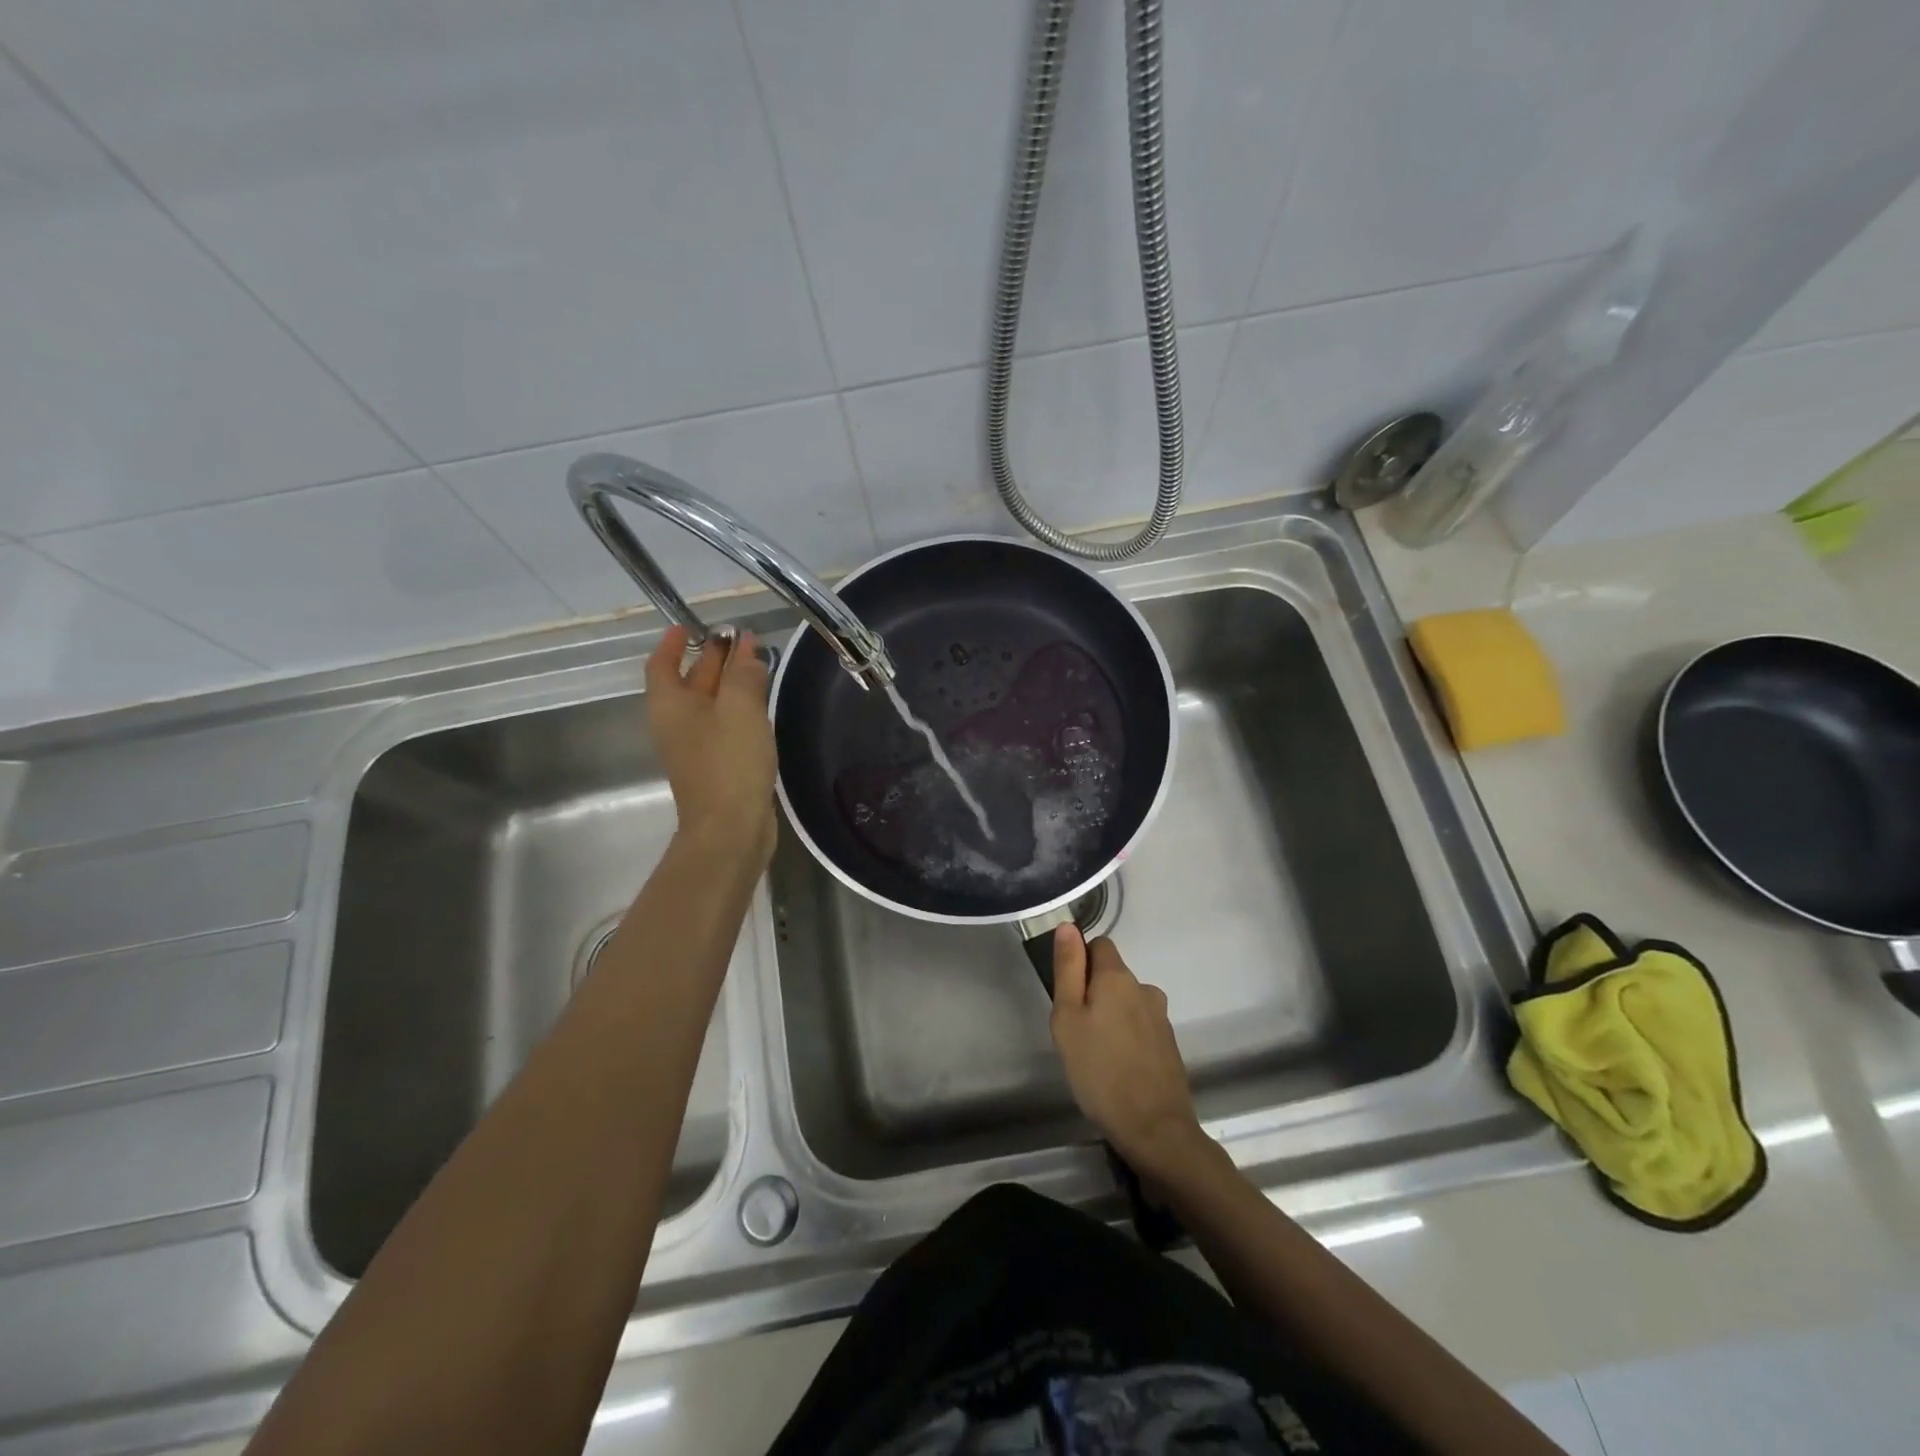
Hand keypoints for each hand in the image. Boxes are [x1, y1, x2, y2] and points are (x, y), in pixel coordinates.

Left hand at [646, 625, 777, 865]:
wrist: (730, 829)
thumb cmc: (729, 762)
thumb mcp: (740, 708)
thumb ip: (744, 674)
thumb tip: (747, 650)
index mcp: (670, 705)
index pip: (662, 664)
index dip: (673, 642)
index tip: (689, 625)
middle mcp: (677, 723)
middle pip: (688, 681)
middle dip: (711, 658)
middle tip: (739, 638)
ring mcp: (696, 747)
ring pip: (709, 704)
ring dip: (728, 683)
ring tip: (756, 664)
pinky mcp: (717, 766)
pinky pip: (724, 725)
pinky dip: (738, 708)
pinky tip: (760, 705)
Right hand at [1048, 927, 1203, 1175]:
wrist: (1154, 1128)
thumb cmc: (1099, 1070)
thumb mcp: (1068, 1018)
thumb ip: (1068, 969)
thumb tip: (1068, 926)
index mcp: (1118, 977)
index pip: (1099, 945)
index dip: (1079, 962)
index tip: (1068, 995)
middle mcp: (1145, 988)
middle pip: (1113, 975)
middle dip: (1093, 993)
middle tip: (1076, 1032)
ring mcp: (1161, 1017)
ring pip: (1127, 1002)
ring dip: (1111, 1016)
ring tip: (1097, 1054)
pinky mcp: (1169, 1044)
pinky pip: (1141, 1026)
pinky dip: (1127, 1037)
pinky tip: (1118, 1067)